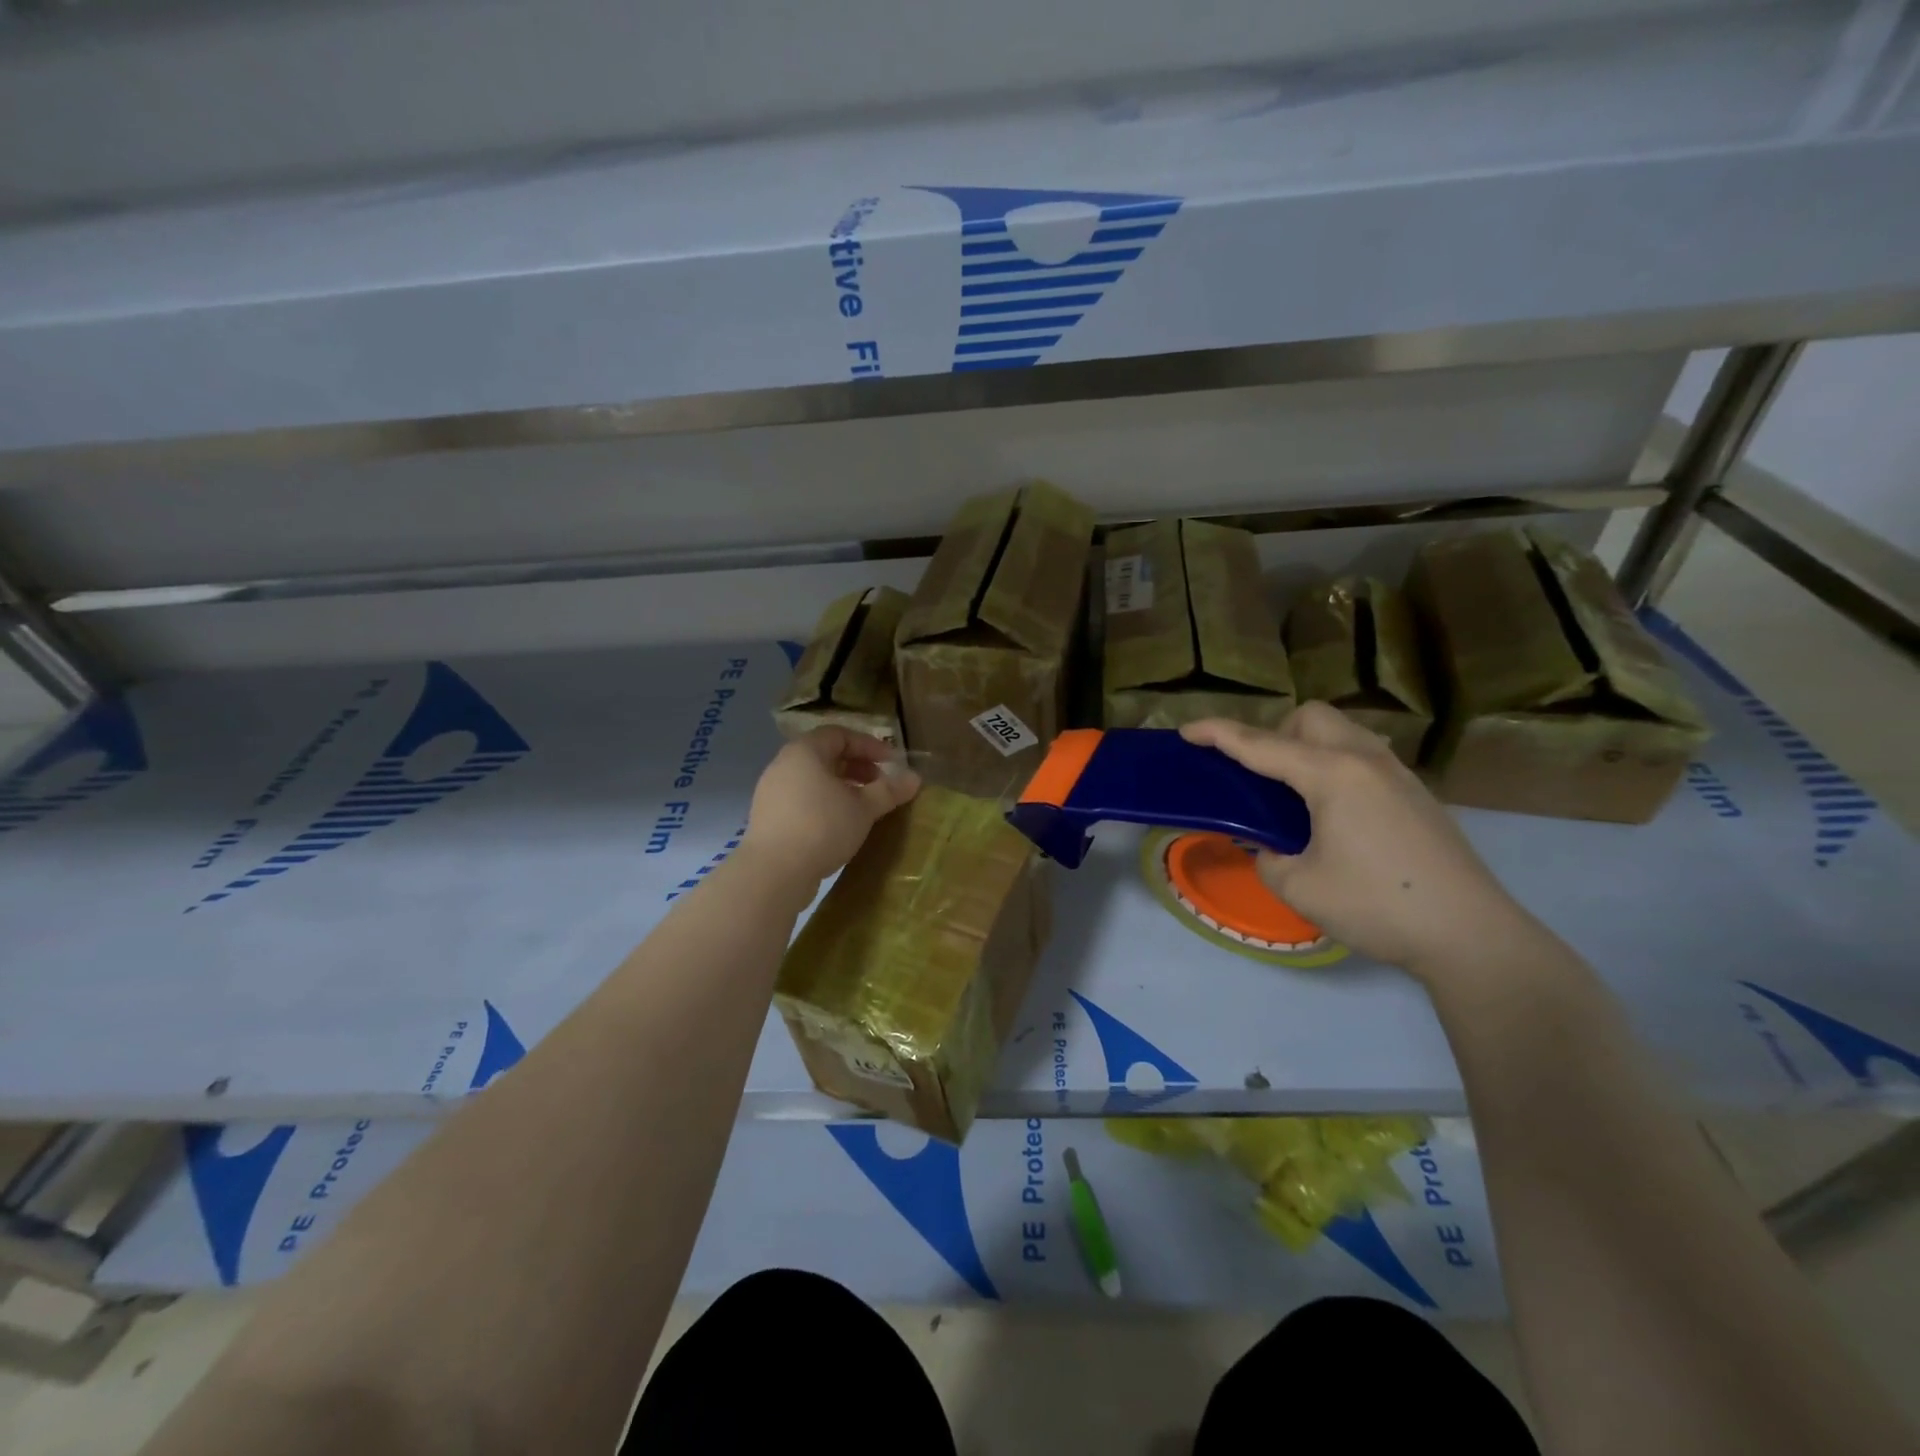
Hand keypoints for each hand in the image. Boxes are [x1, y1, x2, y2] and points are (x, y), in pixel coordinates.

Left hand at [740, 727, 920, 885]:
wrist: (774, 872)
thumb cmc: (822, 827)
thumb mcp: (863, 808)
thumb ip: (889, 790)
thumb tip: (915, 778)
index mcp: (805, 752)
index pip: (840, 734)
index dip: (869, 745)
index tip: (892, 763)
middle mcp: (784, 764)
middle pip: (825, 756)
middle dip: (857, 767)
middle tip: (880, 785)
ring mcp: (772, 792)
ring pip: (813, 779)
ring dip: (842, 787)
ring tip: (864, 807)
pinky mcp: (768, 817)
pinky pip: (802, 799)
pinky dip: (824, 803)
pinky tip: (840, 825)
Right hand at [1180, 704, 1535, 978]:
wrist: (1471, 935)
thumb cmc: (1377, 906)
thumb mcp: (1299, 886)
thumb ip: (1268, 857)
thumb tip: (1270, 847)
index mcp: (1332, 775)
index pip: (1261, 745)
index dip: (1219, 735)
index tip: (1187, 730)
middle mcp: (1366, 760)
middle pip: (1310, 718)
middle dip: (1275, 735)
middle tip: (1262, 781)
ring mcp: (1398, 775)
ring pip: (1342, 733)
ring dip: (1308, 749)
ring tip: (1296, 798)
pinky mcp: (1417, 795)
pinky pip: (1363, 758)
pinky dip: (1335, 768)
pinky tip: (1335, 816)